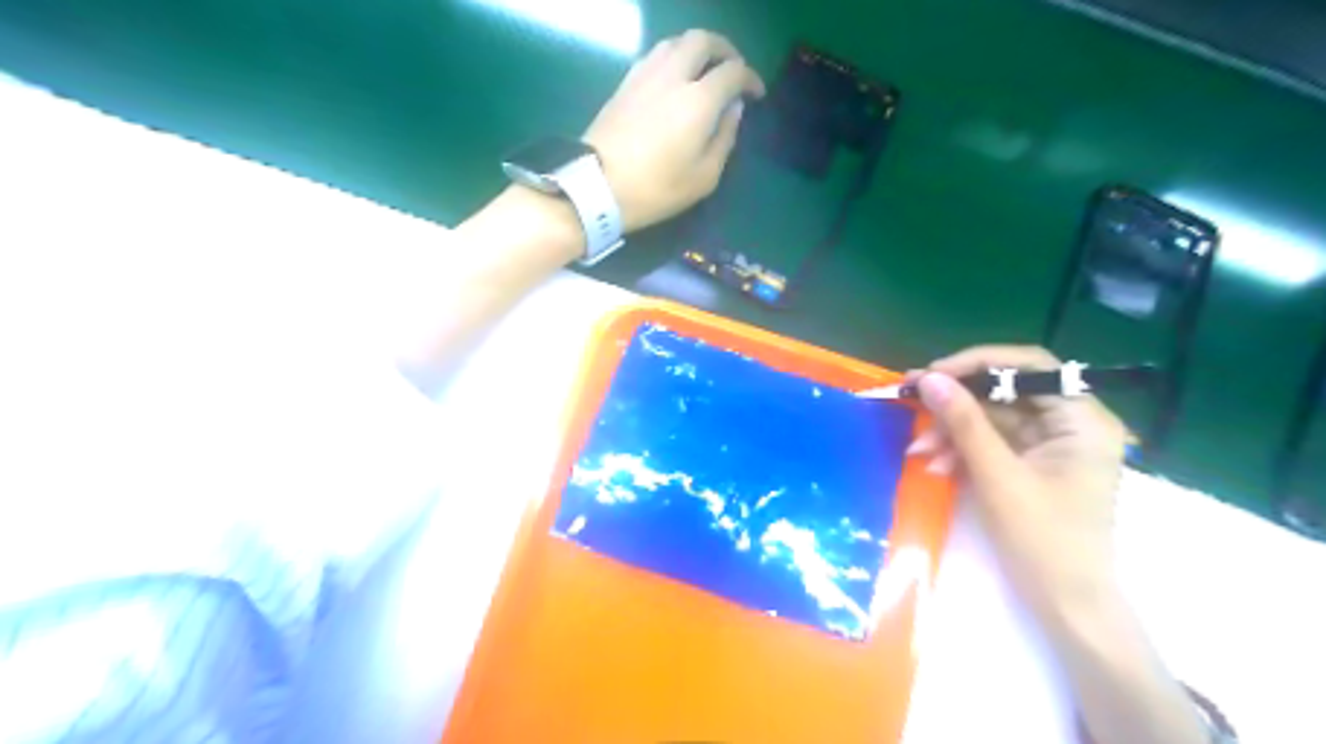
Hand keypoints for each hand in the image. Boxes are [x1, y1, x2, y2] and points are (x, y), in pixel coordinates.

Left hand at [583, 30, 761, 232]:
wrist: (597, 186)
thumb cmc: (656, 189)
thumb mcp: (704, 177)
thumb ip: (725, 139)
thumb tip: (733, 110)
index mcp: (699, 100)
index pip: (733, 71)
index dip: (750, 78)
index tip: (756, 94)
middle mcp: (673, 76)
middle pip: (703, 40)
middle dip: (724, 50)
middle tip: (732, 70)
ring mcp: (644, 75)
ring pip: (675, 42)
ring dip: (696, 49)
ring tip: (703, 71)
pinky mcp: (624, 83)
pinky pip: (655, 55)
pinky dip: (672, 58)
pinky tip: (673, 80)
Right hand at [914, 345, 1128, 623]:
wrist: (1066, 604)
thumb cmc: (1043, 540)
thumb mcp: (997, 476)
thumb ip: (964, 422)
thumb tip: (930, 379)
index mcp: (1082, 419)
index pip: (1030, 366)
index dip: (978, 363)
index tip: (933, 375)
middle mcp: (1070, 423)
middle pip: (1005, 392)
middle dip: (956, 403)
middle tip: (911, 401)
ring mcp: (1050, 444)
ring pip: (992, 418)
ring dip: (952, 432)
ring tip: (919, 452)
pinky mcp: (1031, 463)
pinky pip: (991, 442)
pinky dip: (962, 450)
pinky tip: (937, 466)